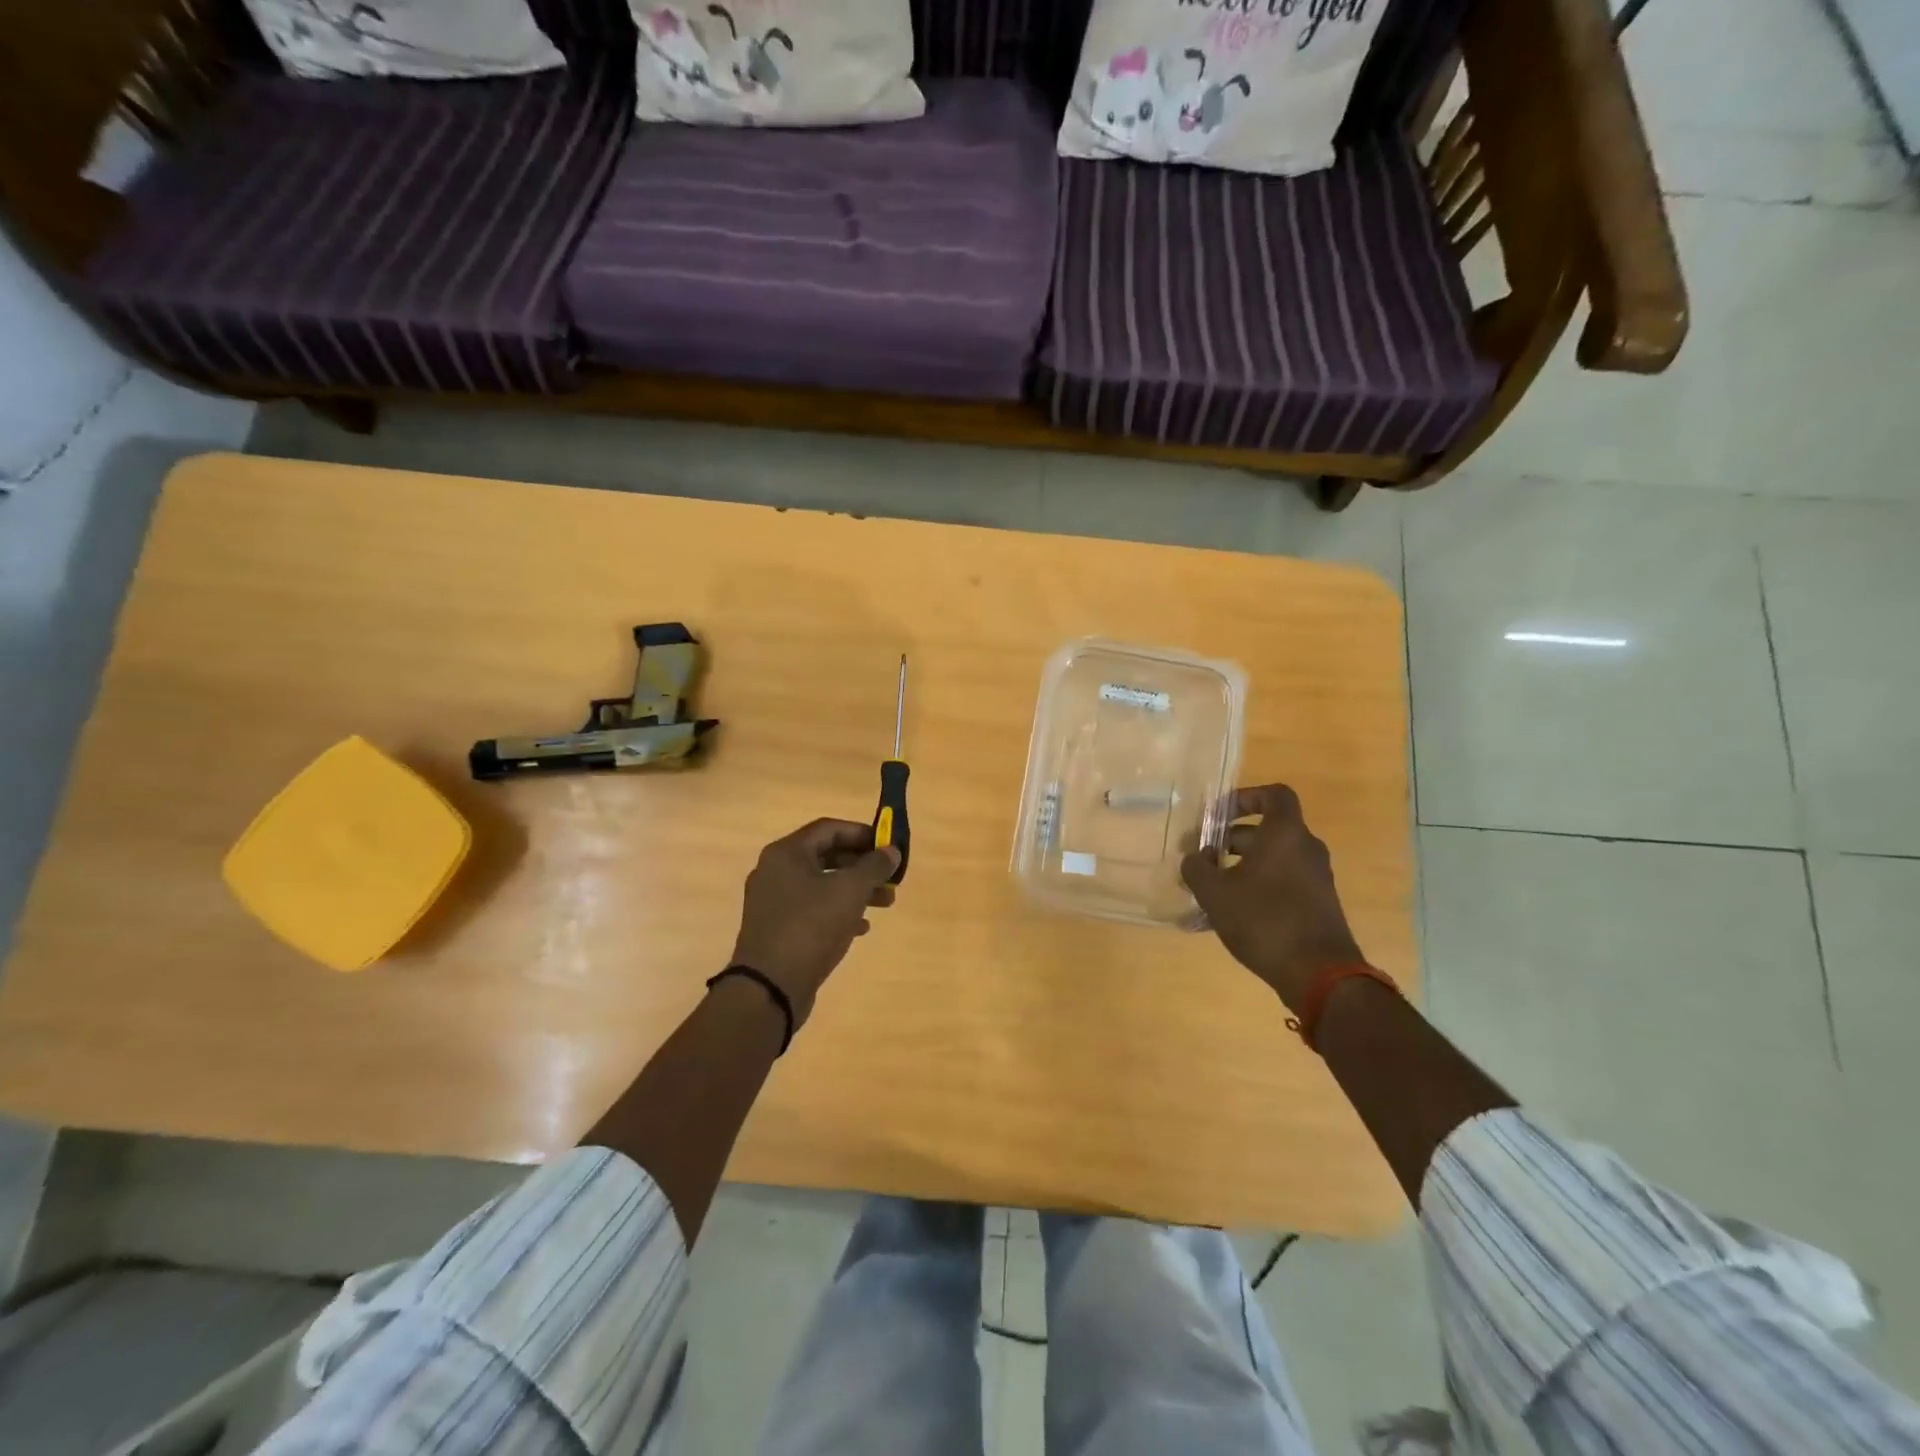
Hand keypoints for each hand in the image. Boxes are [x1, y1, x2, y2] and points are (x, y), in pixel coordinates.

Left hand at [729, 819, 899, 1028]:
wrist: (769, 987)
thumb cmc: (811, 926)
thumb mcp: (850, 890)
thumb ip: (874, 866)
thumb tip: (891, 851)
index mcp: (786, 853)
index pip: (829, 828)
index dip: (861, 833)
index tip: (888, 845)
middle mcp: (775, 872)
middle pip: (825, 856)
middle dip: (862, 865)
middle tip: (890, 877)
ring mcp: (773, 903)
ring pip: (821, 885)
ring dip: (855, 890)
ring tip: (885, 903)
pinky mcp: (777, 930)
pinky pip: (812, 910)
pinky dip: (838, 912)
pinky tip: (861, 928)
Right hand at [1181, 784, 1364, 1010]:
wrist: (1319, 974)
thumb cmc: (1263, 919)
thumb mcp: (1215, 893)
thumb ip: (1197, 868)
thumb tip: (1193, 859)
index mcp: (1285, 833)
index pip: (1274, 794)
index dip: (1244, 797)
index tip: (1218, 815)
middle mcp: (1306, 848)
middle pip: (1267, 829)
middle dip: (1230, 838)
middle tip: (1201, 856)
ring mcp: (1316, 878)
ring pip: (1273, 858)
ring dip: (1241, 865)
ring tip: (1210, 887)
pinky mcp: (1318, 904)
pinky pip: (1283, 882)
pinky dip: (1257, 886)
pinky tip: (1230, 912)